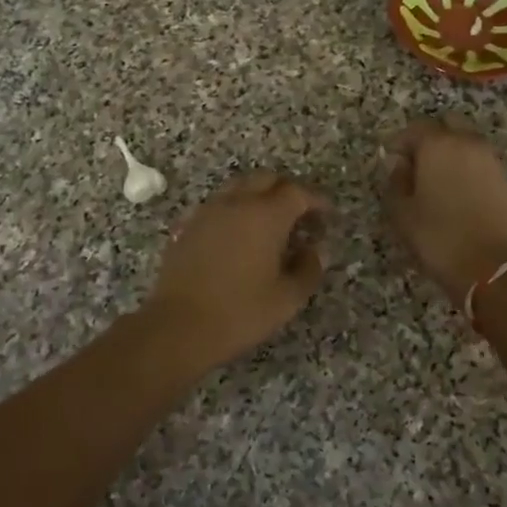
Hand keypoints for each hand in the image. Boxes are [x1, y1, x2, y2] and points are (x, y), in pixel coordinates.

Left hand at [144, 172, 328, 367]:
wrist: (179, 326)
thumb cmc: (240, 312)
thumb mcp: (287, 298)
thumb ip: (308, 268)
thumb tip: (315, 250)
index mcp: (266, 215)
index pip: (298, 193)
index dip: (316, 201)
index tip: (327, 215)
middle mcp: (237, 203)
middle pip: (266, 179)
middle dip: (287, 191)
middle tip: (300, 216)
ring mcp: (208, 211)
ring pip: (239, 188)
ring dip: (259, 197)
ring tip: (270, 224)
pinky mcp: (188, 225)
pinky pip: (218, 205)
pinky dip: (235, 210)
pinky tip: (239, 237)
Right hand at [383, 119, 506, 304]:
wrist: (494, 268)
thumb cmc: (440, 238)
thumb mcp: (402, 213)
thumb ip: (396, 182)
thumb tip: (399, 164)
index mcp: (438, 145)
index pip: (416, 128)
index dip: (401, 142)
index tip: (392, 162)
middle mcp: (468, 143)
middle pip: (448, 125)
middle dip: (430, 139)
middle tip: (417, 165)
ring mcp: (491, 160)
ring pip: (467, 142)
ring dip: (451, 153)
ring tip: (437, 183)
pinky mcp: (505, 180)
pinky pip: (480, 162)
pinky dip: (467, 168)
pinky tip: (457, 194)